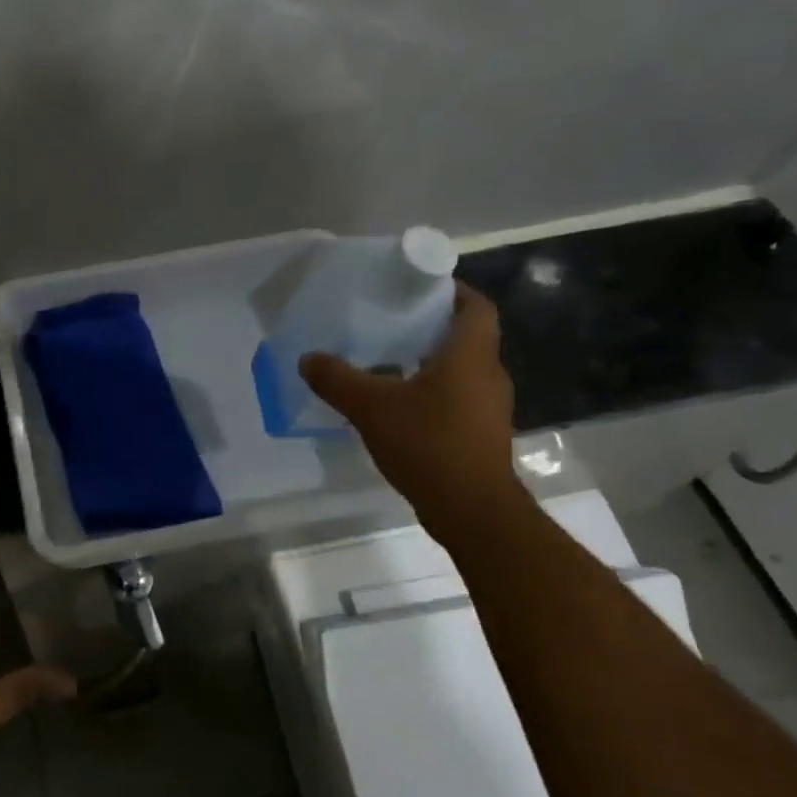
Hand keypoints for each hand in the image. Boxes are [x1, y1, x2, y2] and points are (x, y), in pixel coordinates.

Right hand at [300, 283, 524, 543]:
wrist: (471, 509)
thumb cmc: (428, 444)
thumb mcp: (371, 407)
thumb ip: (337, 379)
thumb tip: (308, 358)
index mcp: (471, 355)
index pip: (476, 306)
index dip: (452, 290)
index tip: (416, 287)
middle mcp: (488, 374)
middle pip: (466, 336)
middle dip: (430, 326)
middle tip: (389, 322)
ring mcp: (488, 407)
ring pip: (460, 370)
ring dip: (428, 362)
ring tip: (385, 362)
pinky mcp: (480, 434)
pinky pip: (456, 398)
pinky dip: (430, 393)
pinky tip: (396, 406)